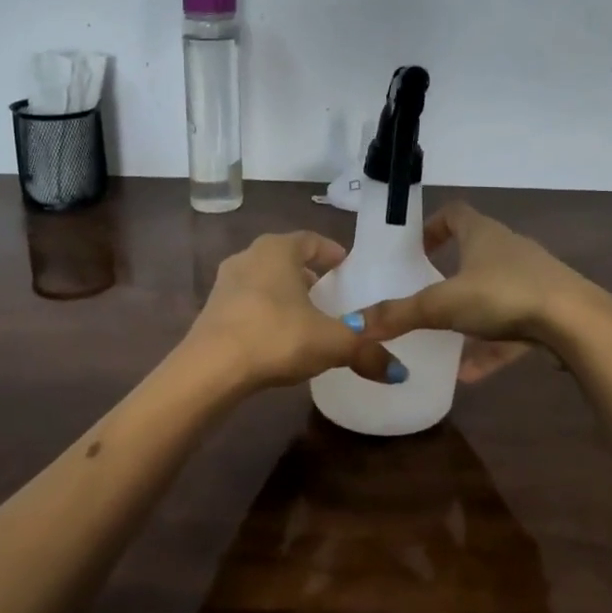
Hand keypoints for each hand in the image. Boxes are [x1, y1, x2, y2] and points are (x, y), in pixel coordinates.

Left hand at [186, 231, 397, 391]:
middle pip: (285, 259)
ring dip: (284, 293)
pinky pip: (247, 303)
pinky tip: (277, 337)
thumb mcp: (331, 343)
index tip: (347, 266)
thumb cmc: (276, 337)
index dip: (332, 252)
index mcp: (278, 250)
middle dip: (308, 273)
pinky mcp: (211, 311)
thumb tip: (400, 372)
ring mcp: (225, 283)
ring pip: (264, 280)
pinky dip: (265, 312)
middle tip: (329, 293)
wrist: (211, 368)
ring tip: (305, 316)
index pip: (311, 240)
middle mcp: (248, 256)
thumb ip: (367, 352)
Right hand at [360, 202, 608, 369]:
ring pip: (493, 294)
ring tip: (444, 341)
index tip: (416, 249)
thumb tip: (354, 324)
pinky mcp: (547, 311)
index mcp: (483, 234)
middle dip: (449, 274)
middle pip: (475, 253)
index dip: (433, 226)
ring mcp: (532, 280)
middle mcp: (509, 250)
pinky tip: (471, 374)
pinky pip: (511, 327)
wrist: (576, 323)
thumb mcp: (444, 305)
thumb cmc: (504, 295)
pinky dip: (491, 347)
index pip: (454, 213)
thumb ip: (400, 314)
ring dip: (469, 316)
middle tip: (425, 294)